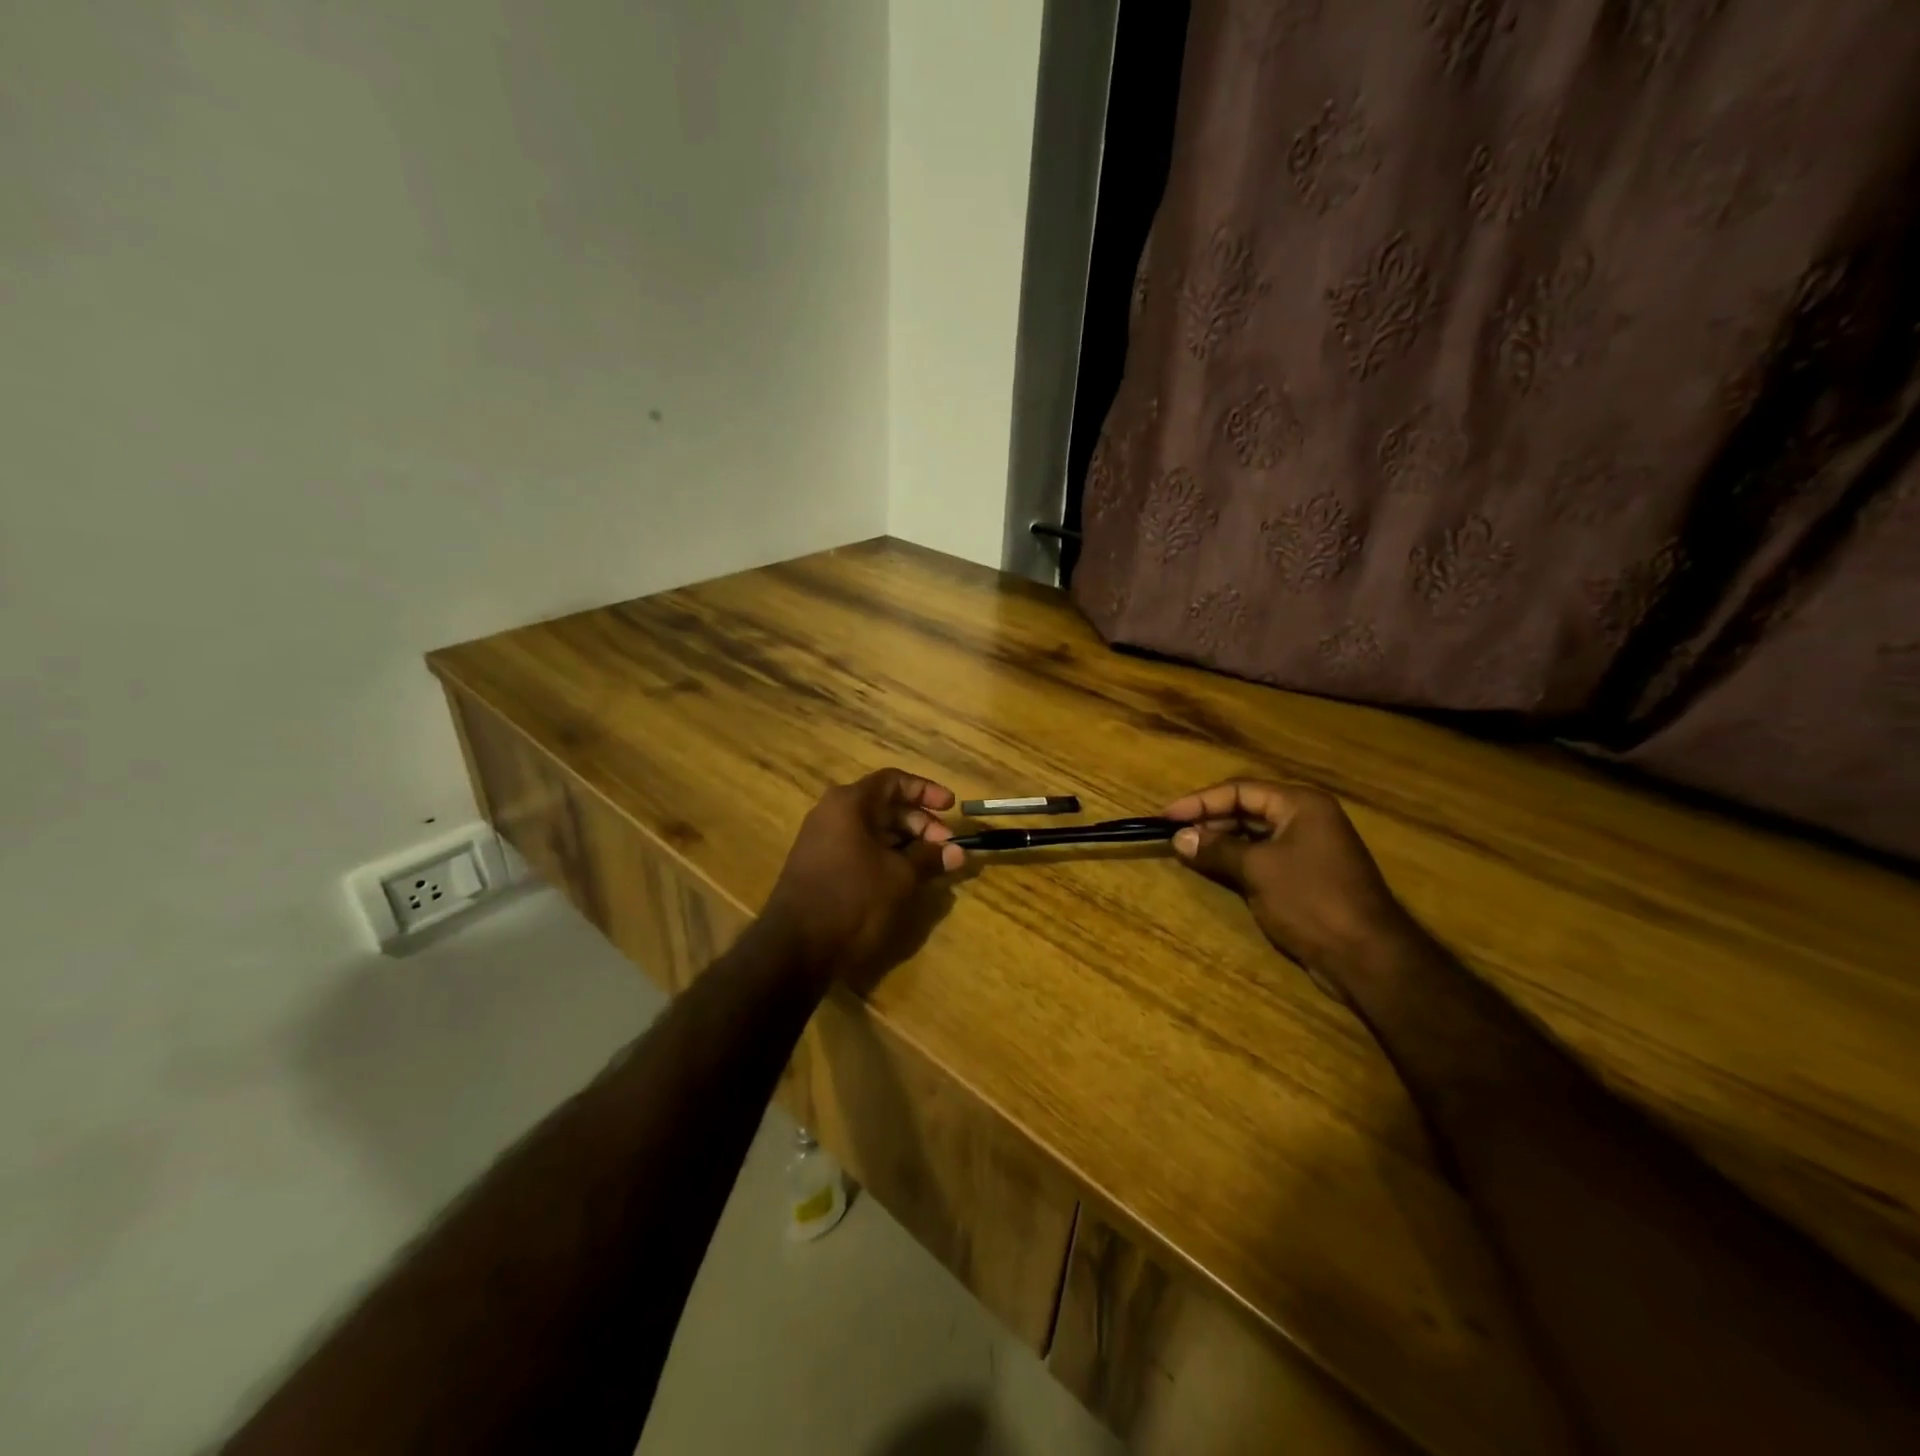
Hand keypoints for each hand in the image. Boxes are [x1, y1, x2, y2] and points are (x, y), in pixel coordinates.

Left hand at [763, 769, 964, 980]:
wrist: (795, 947)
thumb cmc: (853, 899)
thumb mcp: (899, 877)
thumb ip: (929, 858)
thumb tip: (957, 851)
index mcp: (849, 803)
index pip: (894, 781)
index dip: (926, 790)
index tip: (951, 807)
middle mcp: (832, 813)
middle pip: (884, 805)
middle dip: (920, 822)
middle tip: (945, 846)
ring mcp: (822, 840)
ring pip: (872, 829)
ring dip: (905, 841)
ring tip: (930, 863)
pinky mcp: (820, 866)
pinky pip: (859, 848)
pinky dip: (885, 855)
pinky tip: (904, 876)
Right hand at [1162, 779, 1419, 997]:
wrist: (1366, 956)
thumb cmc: (1311, 900)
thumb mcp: (1257, 869)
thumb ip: (1216, 849)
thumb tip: (1178, 838)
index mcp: (1300, 804)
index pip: (1239, 790)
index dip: (1199, 801)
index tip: (1166, 816)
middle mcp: (1306, 818)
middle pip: (1247, 808)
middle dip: (1208, 820)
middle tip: (1172, 834)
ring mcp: (1307, 848)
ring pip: (1253, 834)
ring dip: (1219, 840)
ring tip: (1184, 850)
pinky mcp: (1305, 875)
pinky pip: (1262, 856)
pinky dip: (1236, 859)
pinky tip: (1212, 867)